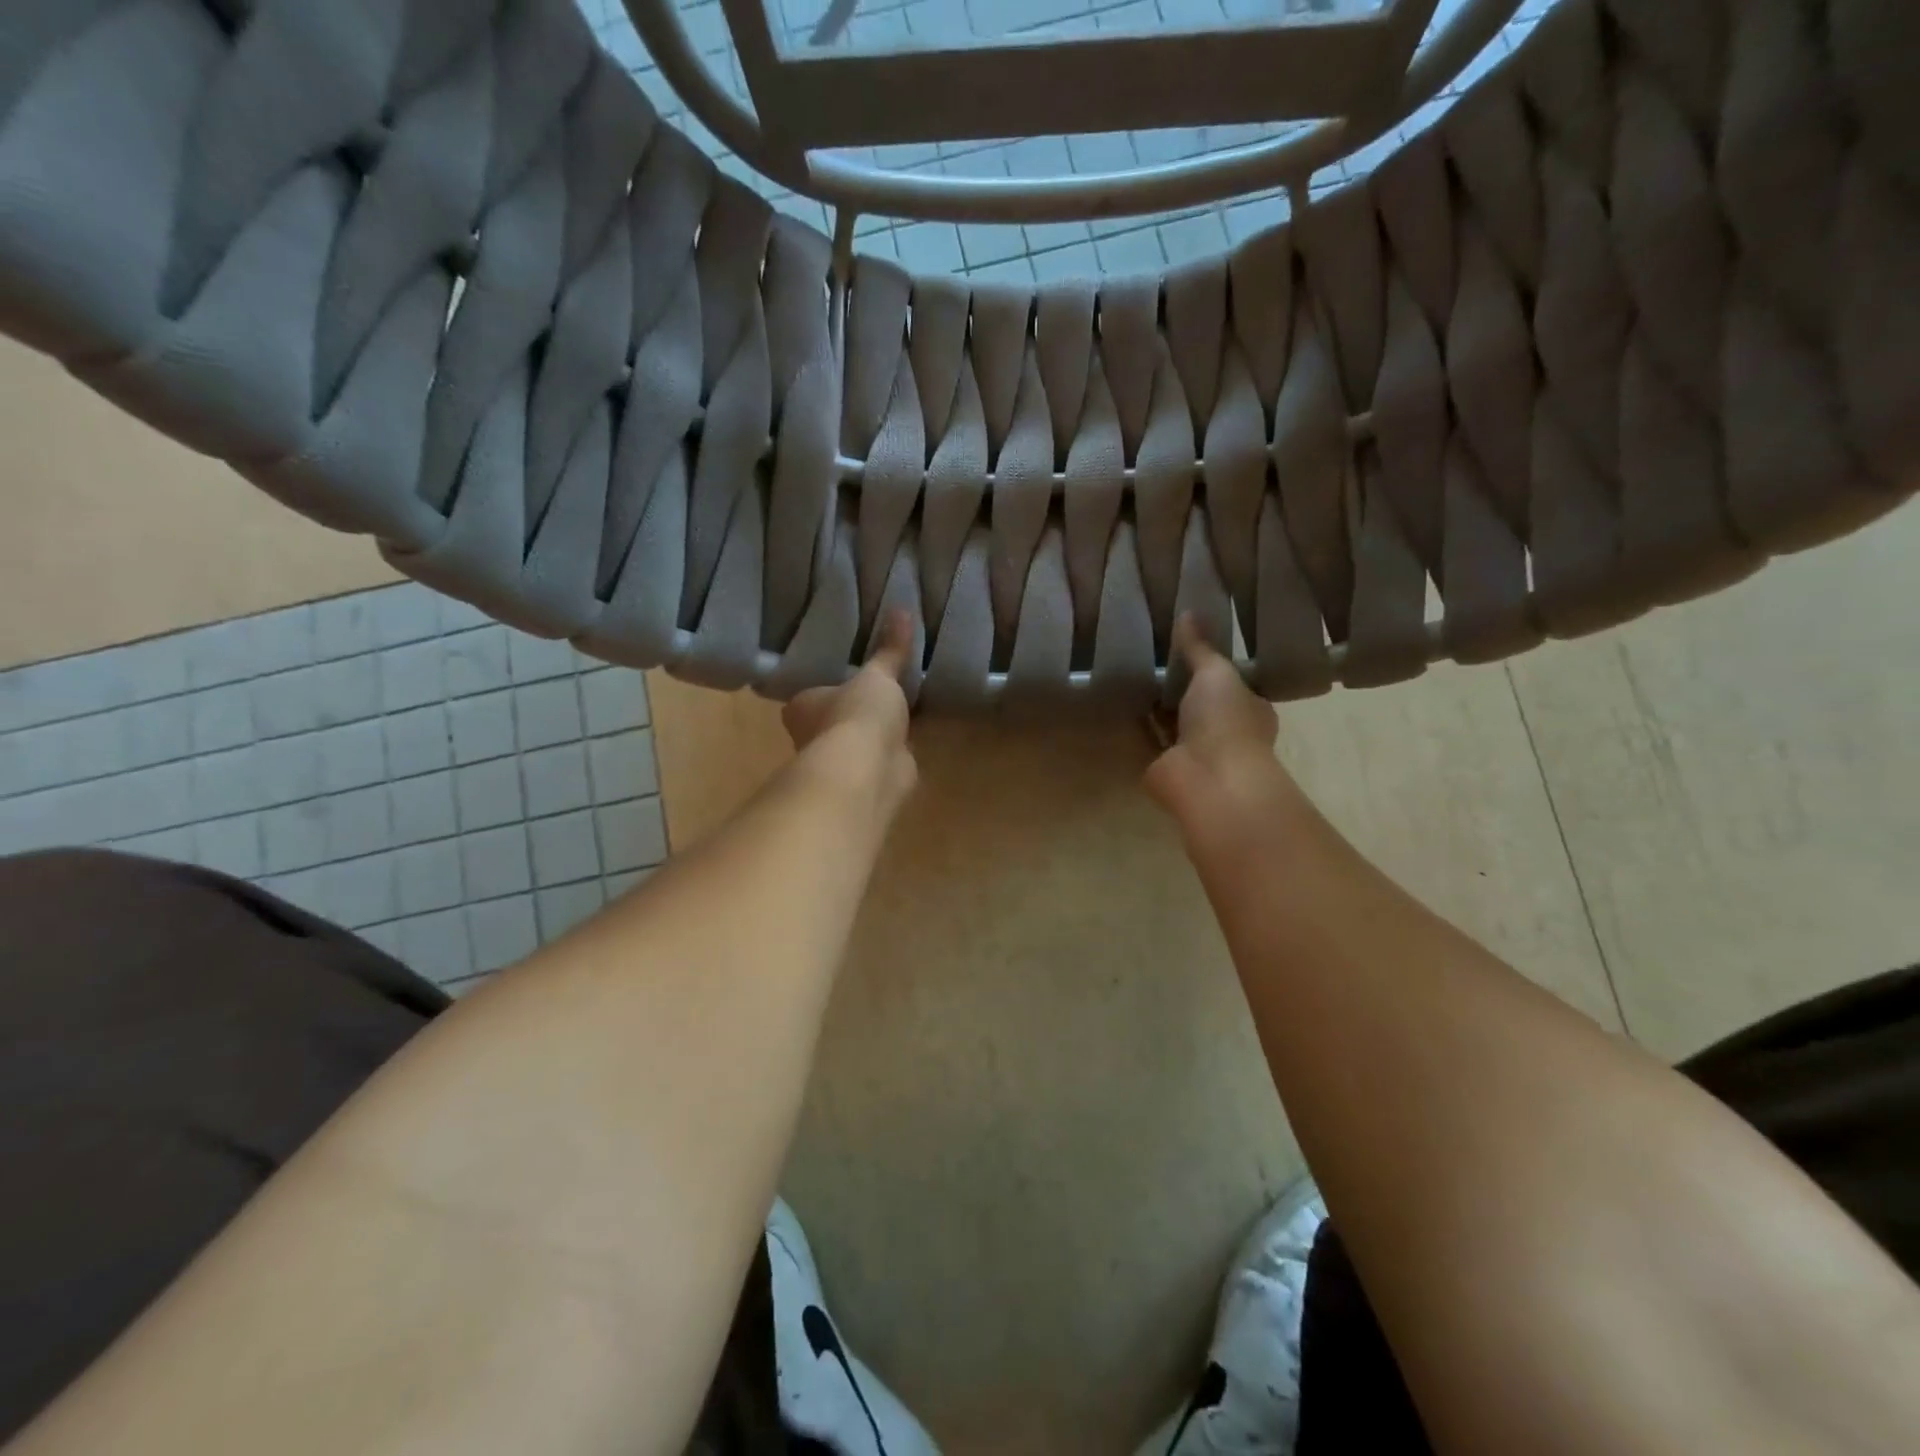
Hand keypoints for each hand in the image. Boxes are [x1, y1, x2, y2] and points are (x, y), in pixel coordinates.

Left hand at [782, 610, 918, 820]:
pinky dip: (894, 748)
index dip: (829, 685)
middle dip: (853, 709)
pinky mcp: (869, 777)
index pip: (811, 694)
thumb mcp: (877, 675)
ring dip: (875, 731)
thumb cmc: (856, 714)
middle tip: (880, 688)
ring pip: (859, 739)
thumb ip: (890, 650)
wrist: (869, 769)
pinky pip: (883, 755)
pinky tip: (912, 735)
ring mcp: (842, 761)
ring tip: (901, 708)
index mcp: (801, 708)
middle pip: (834, 717)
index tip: (850, 674)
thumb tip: (901, 609)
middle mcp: (813, 736)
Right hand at [1145, 615, 1290, 826]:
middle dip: (1180, 683)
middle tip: (1152, 651)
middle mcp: (1222, 731)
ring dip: (1156, 703)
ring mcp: (1192, 751)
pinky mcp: (1162, 765)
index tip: (1187, 641)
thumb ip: (1200, 647)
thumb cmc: (1225, 722)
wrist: (1208, 779)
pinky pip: (1147, 738)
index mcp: (1248, 708)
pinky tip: (1118, 699)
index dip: (1211, 663)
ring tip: (1130, 669)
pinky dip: (1136, 723)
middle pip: (1198, 702)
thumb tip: (1188, 612)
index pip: (1231, 682)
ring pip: (1172, 721)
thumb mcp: (1216, 672)